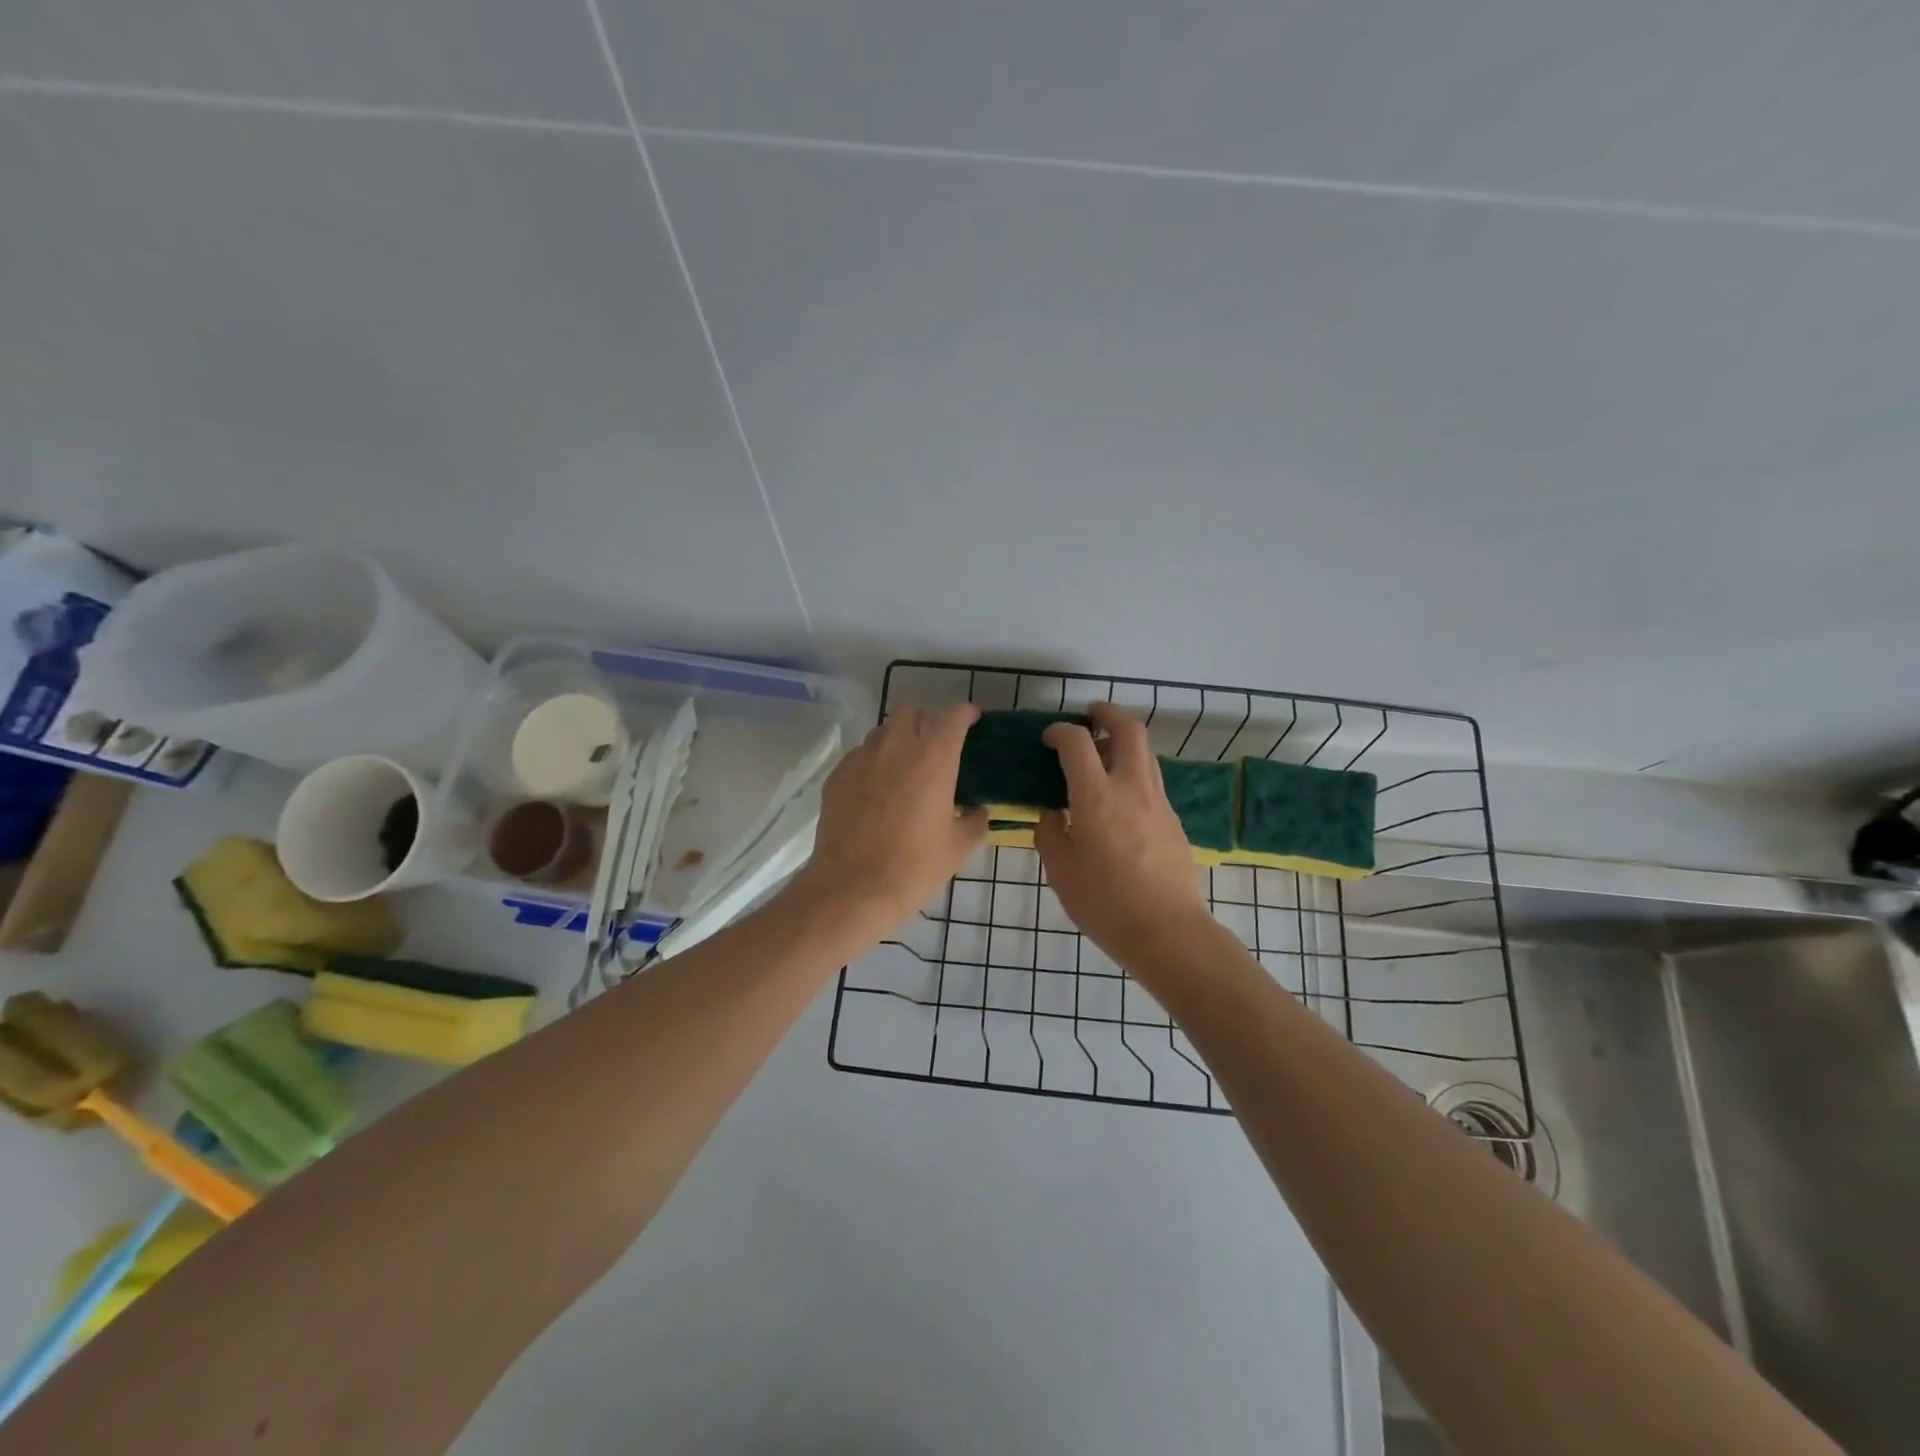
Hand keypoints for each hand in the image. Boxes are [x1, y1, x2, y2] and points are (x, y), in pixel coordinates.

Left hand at [792, 702, 986, 935]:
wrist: (852, 888)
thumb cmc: (914, 866)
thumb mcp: (958, 847)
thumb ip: (974, 821)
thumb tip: (977, 811)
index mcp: (934, 757)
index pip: (953, 714)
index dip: (966, 713)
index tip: (972, 722)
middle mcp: (897, 746)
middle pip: (911, 709)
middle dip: (926, 720)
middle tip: (934, 747)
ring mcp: (862, 758)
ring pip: (883, 731)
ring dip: (897, 740)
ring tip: (904, 768)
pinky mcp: (837, 775)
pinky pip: (860, 755)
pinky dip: (873, 763)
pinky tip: (876, 791)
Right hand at [1035, 702, 1212, 961]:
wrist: (1167, 932)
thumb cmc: (1105, 903)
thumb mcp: (1061, 870)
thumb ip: (1051, 833)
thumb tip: (1053, 813)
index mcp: (1097, 796)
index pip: (1077, 743)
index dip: (1060, 731)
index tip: (1049, 737)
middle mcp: (1131, 787)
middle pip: (1129, 729)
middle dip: (1109, 713)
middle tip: (1092, 714)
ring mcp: (1158, 802)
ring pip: (1146, 753)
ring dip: (1124, 742)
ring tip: (1103, 755)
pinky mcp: (1173, 820)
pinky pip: (1152, 781)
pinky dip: (1134, 772)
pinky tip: (1120, 799)